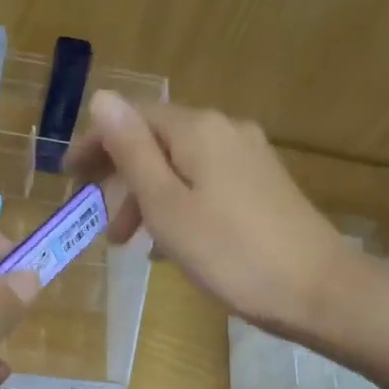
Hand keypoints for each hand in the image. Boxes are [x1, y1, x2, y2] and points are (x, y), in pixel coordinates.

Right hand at [70, 92, 347, 338]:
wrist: (319, 291)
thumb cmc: (231, 254)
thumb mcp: (167, 205)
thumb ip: (132, 151)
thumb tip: (102, 97)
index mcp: (198, 129)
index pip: (132, 117)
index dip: (95, 143)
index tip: (68, 177)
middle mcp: (226, 129)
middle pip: (157, 140)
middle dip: (121, 176)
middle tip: (96, 219)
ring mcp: (250, 156)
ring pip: (180, 165)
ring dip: (147, 196)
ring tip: (128, 243)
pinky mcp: (263, 184)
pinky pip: (205, 182)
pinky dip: (178, 203)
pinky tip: (170, 242)